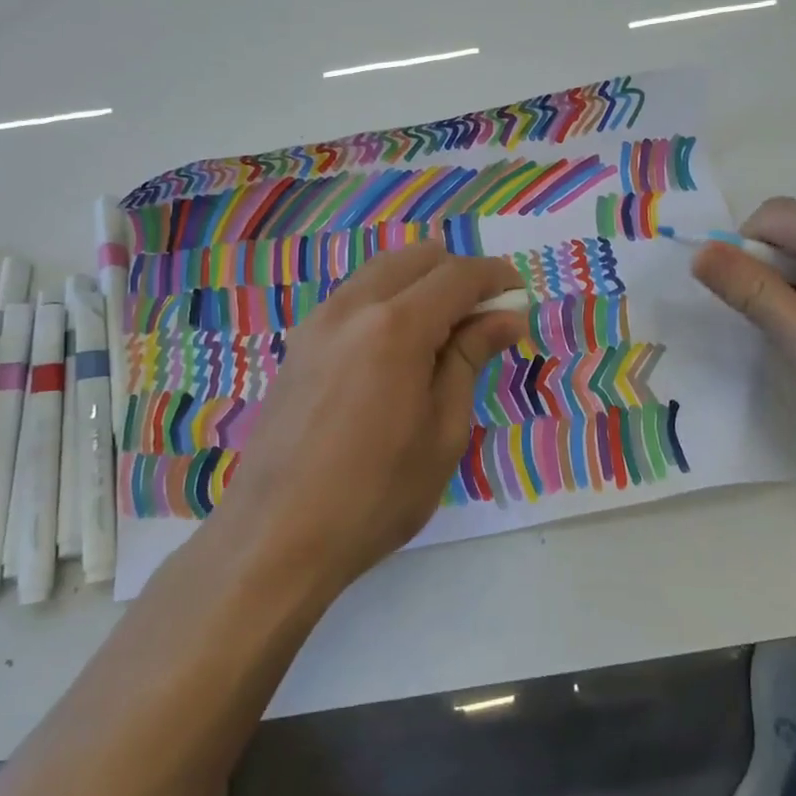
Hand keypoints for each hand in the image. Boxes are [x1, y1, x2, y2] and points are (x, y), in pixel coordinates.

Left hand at [211, 242, 526, 592]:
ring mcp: (318, 322)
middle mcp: (353, 307)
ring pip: (381, 272)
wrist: (276, 536)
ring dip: (420, 283)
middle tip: (483, 317)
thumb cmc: (376, 493)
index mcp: (395, 326)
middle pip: (416, 259)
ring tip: (444, 330)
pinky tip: (398, 344)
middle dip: (457, 274)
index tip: (519, 295)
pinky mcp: (299, 343)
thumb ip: (469, 359)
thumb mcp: (443, 431)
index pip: (457, 276)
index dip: (495, 278)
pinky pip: (353, 297)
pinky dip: (387, 300)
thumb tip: (505, 317)